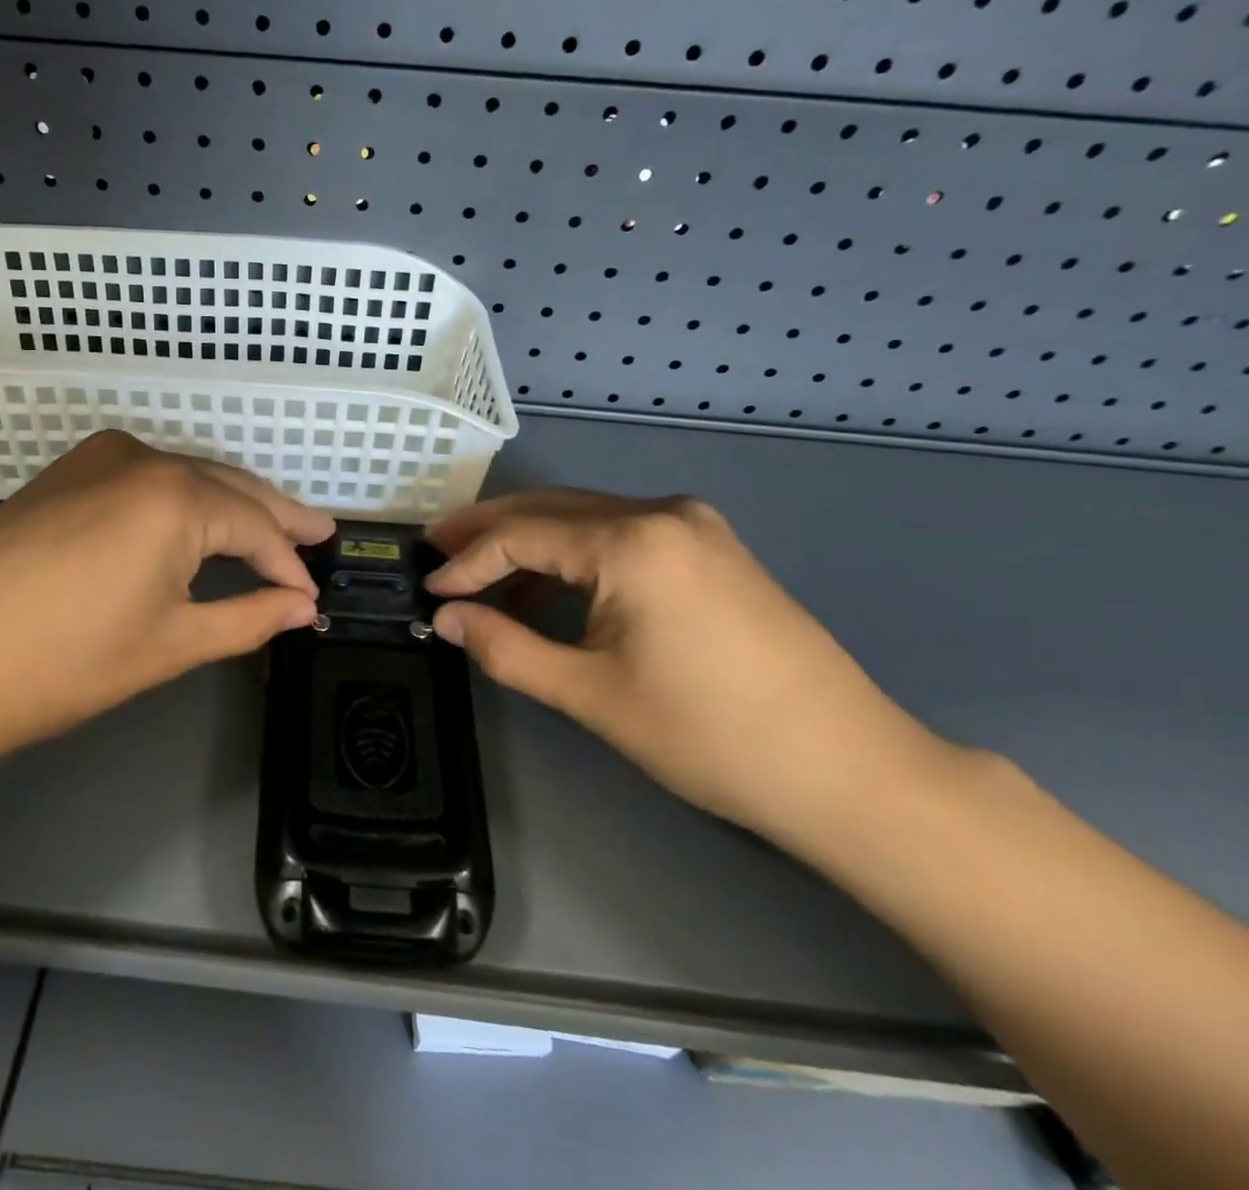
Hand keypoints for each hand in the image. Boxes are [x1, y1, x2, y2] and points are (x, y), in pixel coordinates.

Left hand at [0, 432, 333, 761]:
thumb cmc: (63, 664)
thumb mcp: (171, 644)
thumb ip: (248, 618)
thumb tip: (301, 607)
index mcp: (177, 498)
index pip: (256, 527)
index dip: (288, 565)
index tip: (310, 597)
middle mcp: (143, 459)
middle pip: (229, 487)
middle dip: (276, 515)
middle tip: (320, 532)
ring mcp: (98, 458)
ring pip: (188, 477)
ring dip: (230, 504)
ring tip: (270, 529)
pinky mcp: (67, 472)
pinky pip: (146, 477)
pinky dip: (182, 500)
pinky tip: (198, 521)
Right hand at [424, 490, 949, 844]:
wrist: (850, 770)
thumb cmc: (709, 735)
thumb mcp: (590, 694)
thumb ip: (506, 647)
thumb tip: (447, 619)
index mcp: (631, 540)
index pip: (521, 534)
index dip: (466, 562)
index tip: (428, 590)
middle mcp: (661, 513)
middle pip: (550, 509)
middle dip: (488, 531)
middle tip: (435, 549)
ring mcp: (693, 526)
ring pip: (585, 519)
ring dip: (529, 543)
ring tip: (479, 572)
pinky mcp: (710, 549)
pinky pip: (620, 536)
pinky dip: (574, 556)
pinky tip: (548, 589)